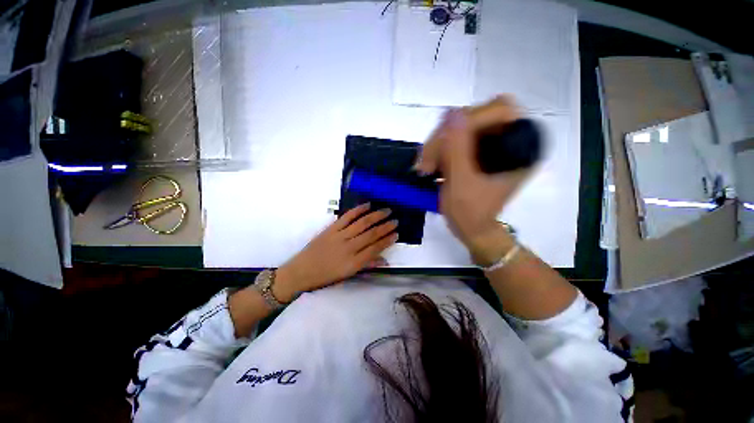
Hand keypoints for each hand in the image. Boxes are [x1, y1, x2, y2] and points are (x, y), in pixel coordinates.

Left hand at [273, 204, 397, 301]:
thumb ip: (367, 265)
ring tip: (387, 210)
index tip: (397, 234)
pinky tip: (367, 205)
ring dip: (376, 216)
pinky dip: (358, 210)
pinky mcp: (331, 229)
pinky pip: (347, 217)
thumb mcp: (348, 275)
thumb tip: (384, 260)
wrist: (301, 271)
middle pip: (371, 234)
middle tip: (396, 220)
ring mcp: (340, 236)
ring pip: (362, 224)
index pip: (375, 248)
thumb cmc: (326, 276)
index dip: (387, 240)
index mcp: (354, 263)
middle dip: (385, 227)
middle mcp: (349, 248)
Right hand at [416, 96, 529, 263]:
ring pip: (460, 128)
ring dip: (438, 146)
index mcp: (519, 148)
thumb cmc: (470, 212)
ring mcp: (491, 146)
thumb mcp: (461, 182)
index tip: (441, 145)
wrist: (472, 229)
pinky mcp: (477, 152)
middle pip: (475, 117)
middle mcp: (508, 141)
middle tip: (426, 161)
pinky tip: (431, 165)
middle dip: (445, 137)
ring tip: (425, 167)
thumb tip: (452, 113)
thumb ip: (457, 149)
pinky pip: (454, 139)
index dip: (468, 121)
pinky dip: (439, 150)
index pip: (498, 111)